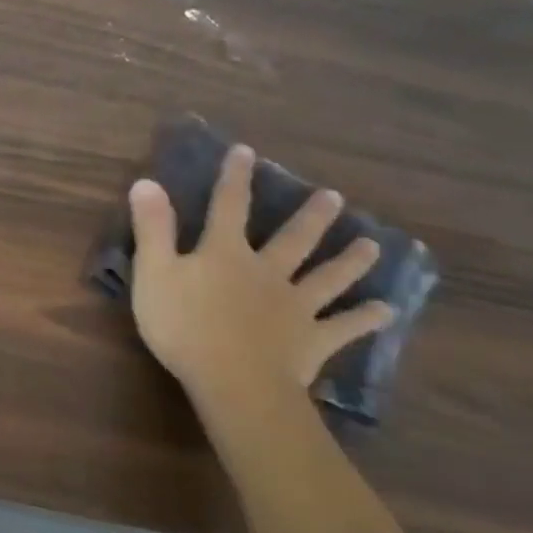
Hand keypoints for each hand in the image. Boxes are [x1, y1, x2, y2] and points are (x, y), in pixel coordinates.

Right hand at [127, 145, 391, 414]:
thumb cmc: (184, 325)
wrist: (233, 380)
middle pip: (292, 240)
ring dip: (348, 261)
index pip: (228, 207)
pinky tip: (385, 310)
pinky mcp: (311, 339)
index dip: (235, 179)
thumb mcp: (154, 273)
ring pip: (326, 277)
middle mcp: (266, 272)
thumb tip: (147, 182)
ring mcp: (294, 306)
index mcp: (225, 254)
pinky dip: (365, 318)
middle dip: (311, 217)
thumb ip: (153, 229)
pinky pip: (343, 327)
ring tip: (372, 245)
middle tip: (334, 197)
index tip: (246, 152)